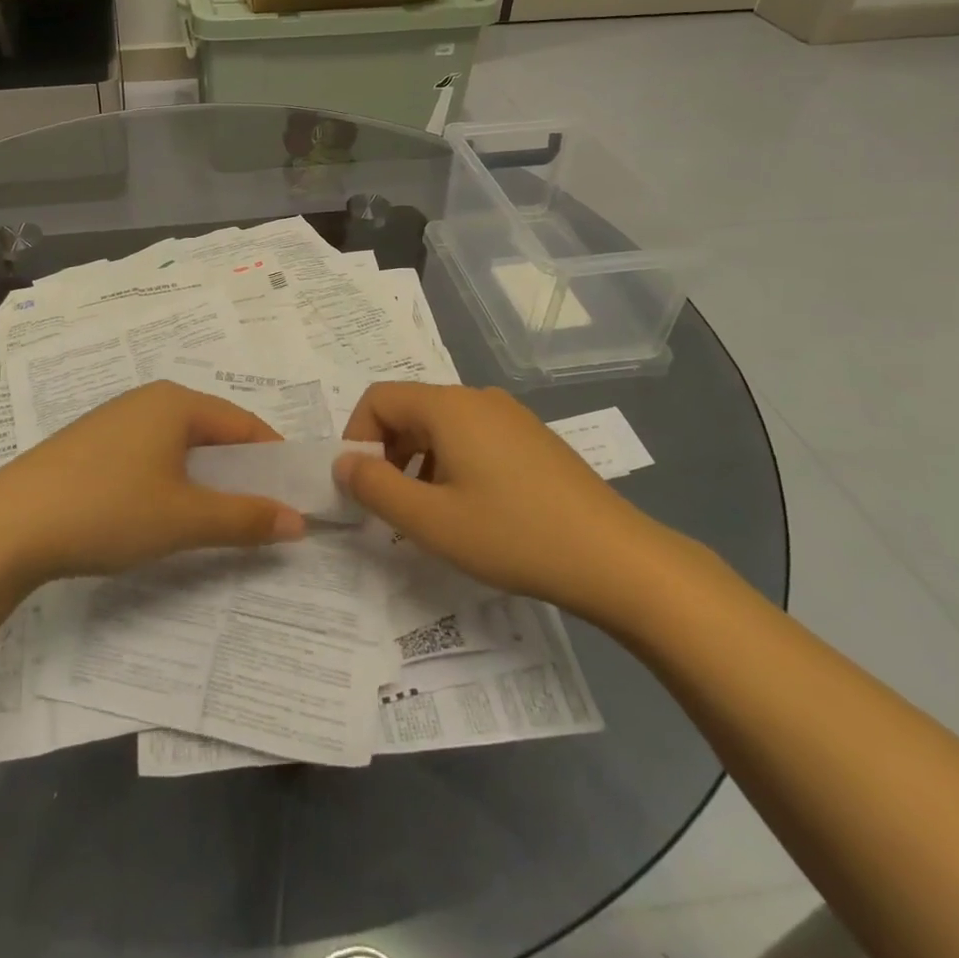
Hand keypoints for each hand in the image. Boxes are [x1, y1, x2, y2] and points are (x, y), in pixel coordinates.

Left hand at [0, 382, 304, 586]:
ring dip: (203, 479)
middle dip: (239, 472)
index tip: (293, 498)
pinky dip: (169, 480)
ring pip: (178, 446)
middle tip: (258, 514)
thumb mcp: (184, 518)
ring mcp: (114, 420)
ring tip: (213, 519)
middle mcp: (147, 400)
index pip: (245, 424)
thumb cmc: (108, 509)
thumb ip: (245, 518)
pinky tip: (161, 513)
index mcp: (177, 402)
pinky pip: (148, 455)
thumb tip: (298, 521)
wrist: (8, 525)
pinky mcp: (90, 445)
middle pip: (212, 432)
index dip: (274, 460)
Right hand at [333, 382, 674, 620]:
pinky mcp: (532, 439)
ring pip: (441, 426)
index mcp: (449, 407)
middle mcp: (478, 398)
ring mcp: (510, 416)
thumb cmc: (514, 535)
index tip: (360, 485)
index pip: (378, 398)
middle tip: (389, 505)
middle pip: (409, 409)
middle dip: (386, 452)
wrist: (616, 559)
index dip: (355, 436)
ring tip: (428, 512)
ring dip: (417, 461)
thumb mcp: (431, 521)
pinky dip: (450, 463)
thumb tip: (342, 462)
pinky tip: (469, 509)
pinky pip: (472, 437)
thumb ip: (375, 487)